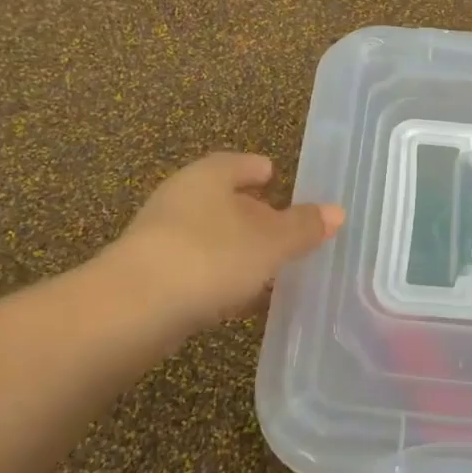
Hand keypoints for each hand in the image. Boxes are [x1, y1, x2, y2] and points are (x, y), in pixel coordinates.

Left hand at [111, 152, 343, 331]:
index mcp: (207, 177)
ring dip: (237, 250)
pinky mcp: (151, 278)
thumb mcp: (270, 242)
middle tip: (282, 226)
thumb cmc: (211, 257)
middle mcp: (180, 199)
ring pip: (209, 237)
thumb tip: (337, 211)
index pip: (237, 163)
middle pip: (221, 199)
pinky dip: (220, 278)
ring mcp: (161, 239)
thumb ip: (302, 227)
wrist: (135, 309)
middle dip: (251, 212)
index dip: (258, 168)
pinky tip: (240, 299)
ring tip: (269, 267)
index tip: (275, 175)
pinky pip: (197, 269)